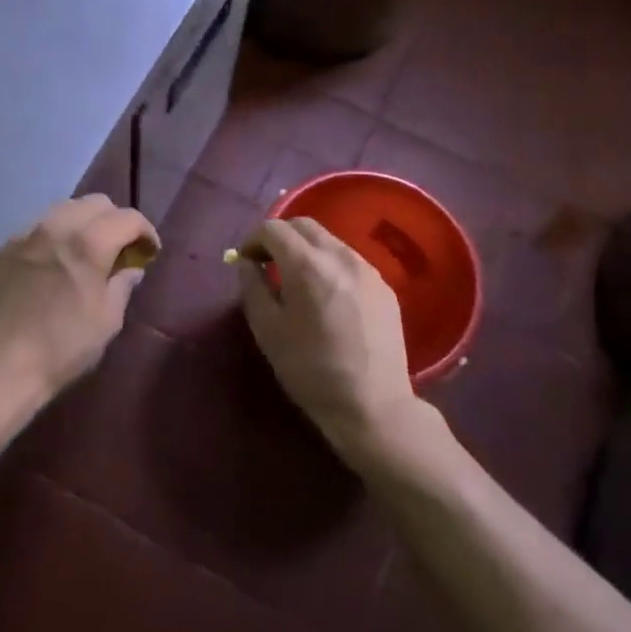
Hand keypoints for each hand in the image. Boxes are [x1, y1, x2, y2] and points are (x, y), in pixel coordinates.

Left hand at [0, 195, 158, 415]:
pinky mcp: (3, 249)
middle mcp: (56, 227)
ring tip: (85, 252)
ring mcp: (24, 235)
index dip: (145, 232)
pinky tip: (53, 264)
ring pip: (63, 210)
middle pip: (95, 203)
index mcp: (88, 242)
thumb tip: (130, 269)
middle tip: (119, 249)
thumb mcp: (107, 321)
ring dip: (83, 224)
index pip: (128, 217)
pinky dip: (54, 237)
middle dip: (115, 221)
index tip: (149, 252)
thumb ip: (122, 285)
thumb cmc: (62, 347)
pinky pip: (36, 229)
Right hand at [237, 218, 419, 460]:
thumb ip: (252, 288)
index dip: (253, 240)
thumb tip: (247, 263)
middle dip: (280, 237)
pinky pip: (350, 262)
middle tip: (267, 264)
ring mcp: (368, 270)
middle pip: (304, 225)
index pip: (274, 228)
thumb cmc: (311, 371)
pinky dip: (330, 266)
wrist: (373, 405)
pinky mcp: (384, 287)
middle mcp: (341, 256)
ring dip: (306, 250)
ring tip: (297, 282)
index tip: (246, 261)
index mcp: (307, 265)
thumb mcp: (268, 331)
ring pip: (329, 241)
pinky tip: (327, 298)